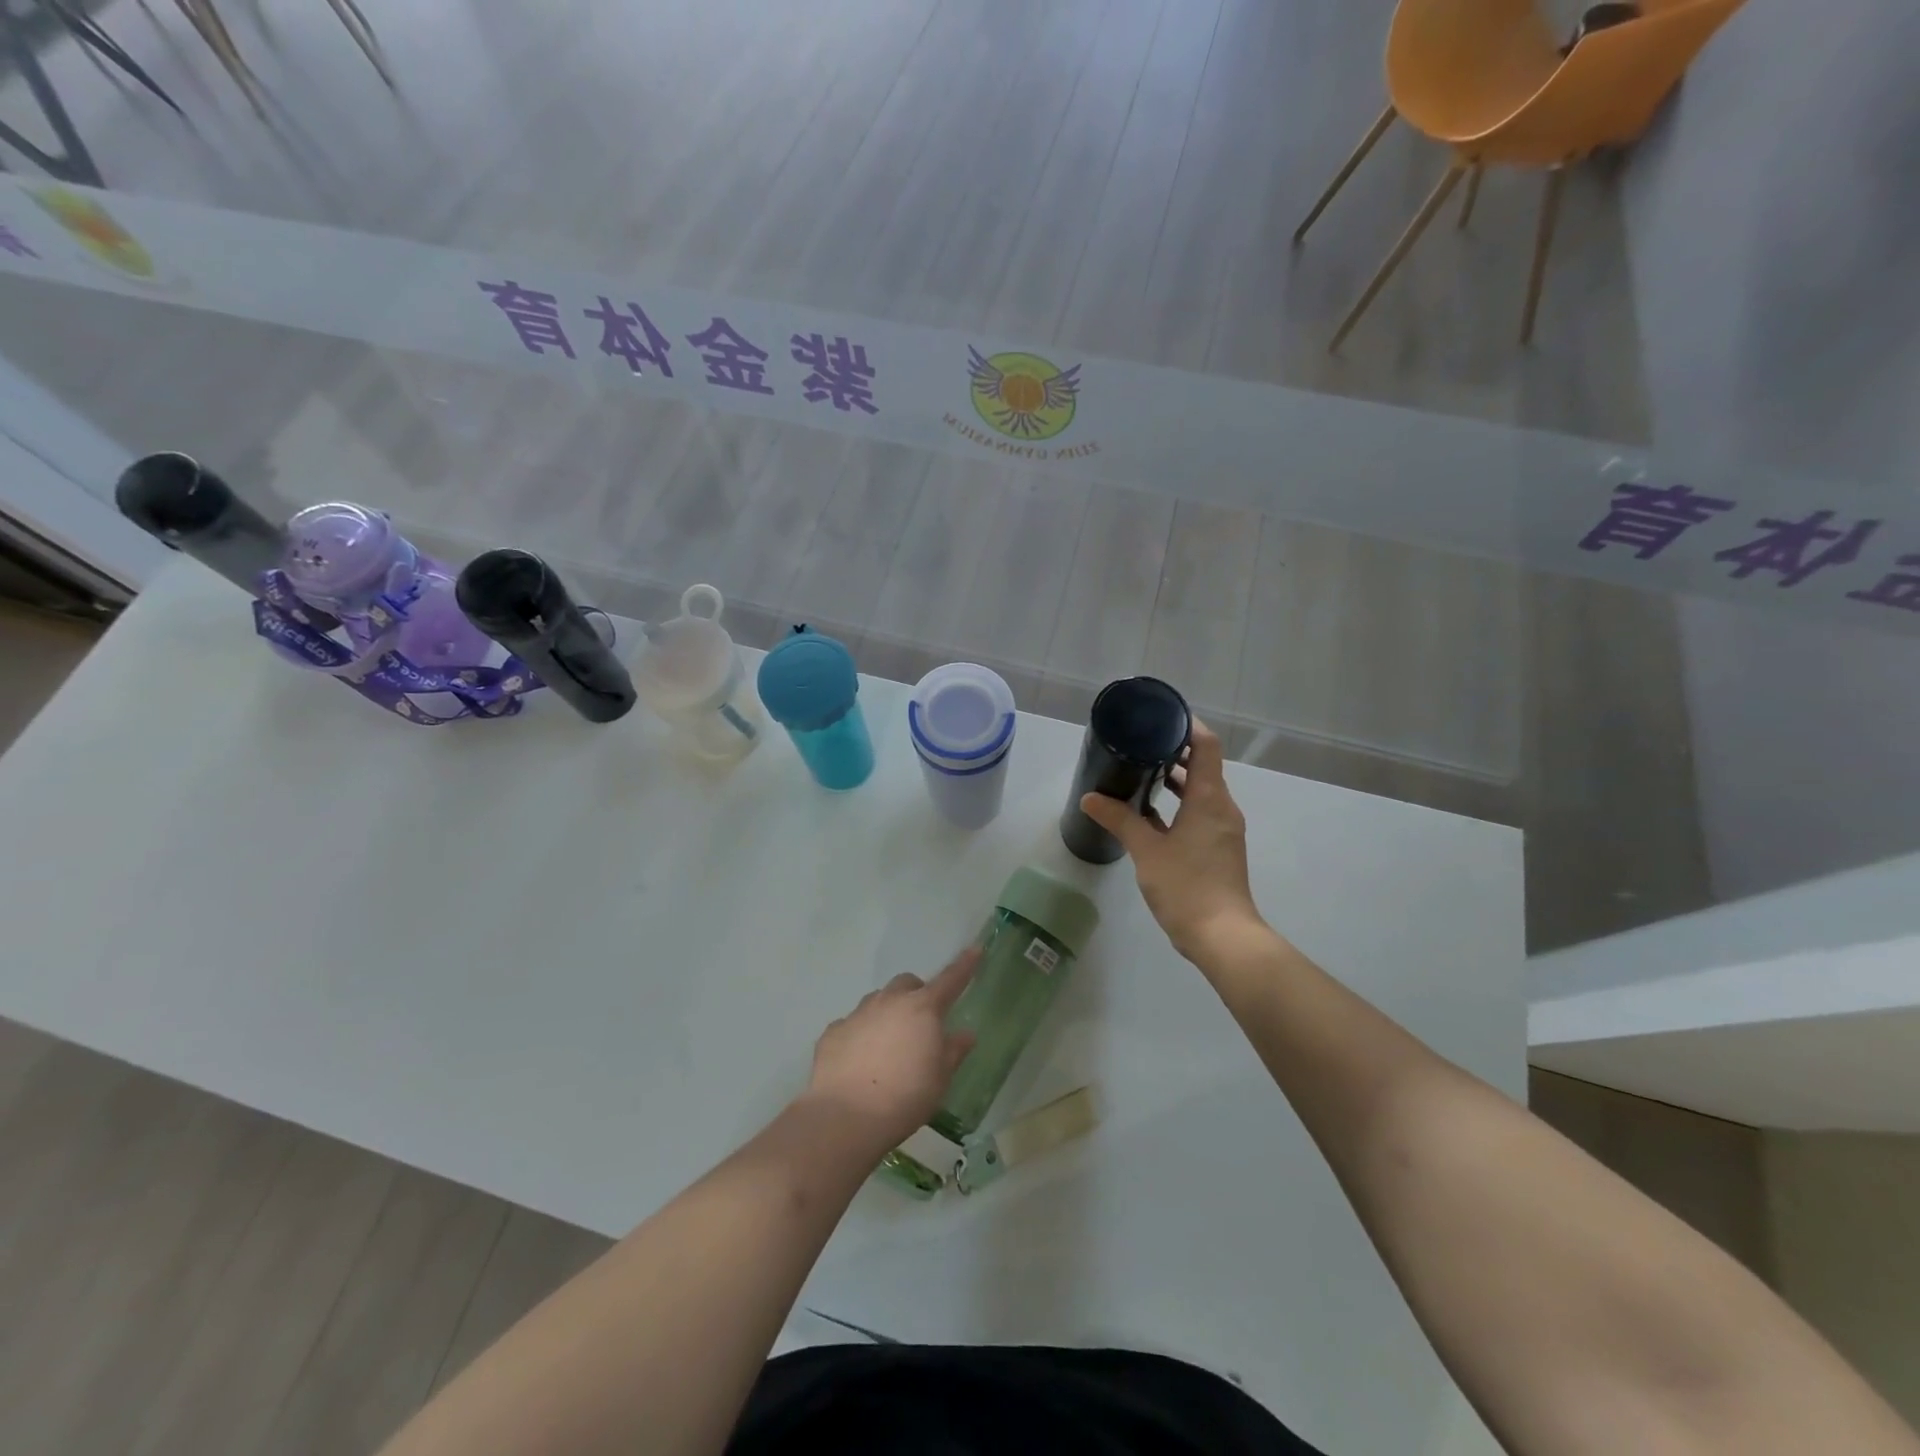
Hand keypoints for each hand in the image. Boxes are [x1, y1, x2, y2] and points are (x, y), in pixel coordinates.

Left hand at [800, 947, 979, 1150]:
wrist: (846, 1116)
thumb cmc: (906, 1096)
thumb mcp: (940, 1078)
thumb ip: (953, 1051)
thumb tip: (965, 1033)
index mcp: (922, 1008)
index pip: (950, 980)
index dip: (965, 965)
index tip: (975, 949)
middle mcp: (889, 1001)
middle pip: (907, 983)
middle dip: (916, 994)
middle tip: (922, 1022)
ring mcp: (858, 1014)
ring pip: (877, 1001)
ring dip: (888, 1013)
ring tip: (889, 1045)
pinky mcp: (833, 1032)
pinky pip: (852, 1025)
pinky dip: (860, 1035)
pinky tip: (860, 1061)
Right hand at [1080, 719, 1267, 963]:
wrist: (1222, 936)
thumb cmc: (1187, 886)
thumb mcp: (1146, 850)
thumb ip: (1119, 819)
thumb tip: (1090, 798)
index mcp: (1210, 798)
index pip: (1206, 746)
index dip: (1187, 726)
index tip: (1161, 717)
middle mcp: (1222, 808)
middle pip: (1203, 767)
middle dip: (1174, 752)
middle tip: (1140, 744)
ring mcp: (1222, 830)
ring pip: (1200, 792)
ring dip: (1175, 780)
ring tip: (1140, 773)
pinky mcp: (1218, 849)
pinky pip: (1199, 814)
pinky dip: (1178, 805)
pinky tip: (1150, 815)